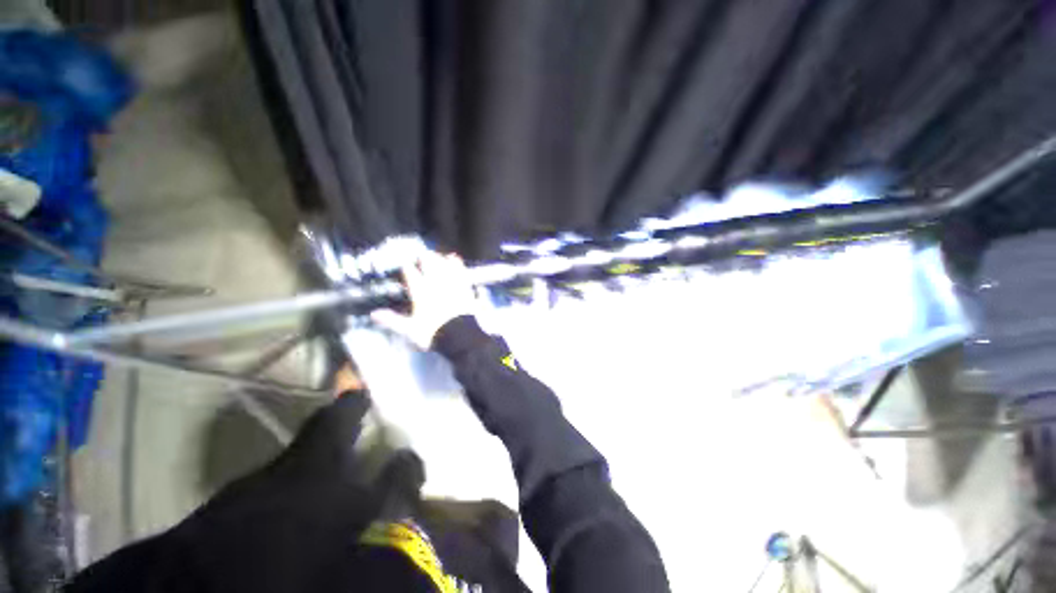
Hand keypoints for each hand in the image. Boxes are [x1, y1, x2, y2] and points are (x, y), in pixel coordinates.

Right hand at [371, 252, 476, 348]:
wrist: (461, 333)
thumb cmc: (434, 332)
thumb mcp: (410, 329)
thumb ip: (393, 320)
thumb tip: (374, 314)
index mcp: (420, 291)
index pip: (410, 273)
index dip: (406, 266)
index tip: (404, 262)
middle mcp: (435, 282)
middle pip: (428, 263)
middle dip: (423, 257)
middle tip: (420, 254)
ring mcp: (451, 282)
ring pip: (443, 263)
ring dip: (438, 257)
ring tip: (435, 254)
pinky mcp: (464, 285)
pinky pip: (459, 269)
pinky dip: (455, 262)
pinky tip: (454, 257)